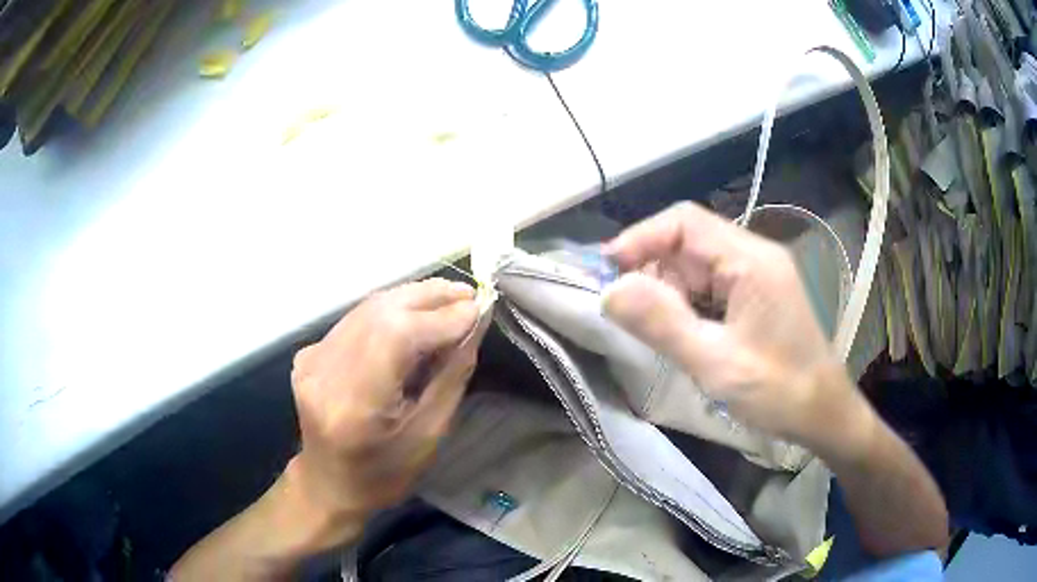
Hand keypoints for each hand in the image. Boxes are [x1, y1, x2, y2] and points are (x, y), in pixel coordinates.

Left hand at [288, 279, 483, 528]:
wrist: (329, 483)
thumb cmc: (385, 473)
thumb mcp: (429, 434)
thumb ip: (451, 376)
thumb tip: (473, 325)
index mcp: (355, 404)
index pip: (397, 336)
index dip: (440, 317)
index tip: (478, 308)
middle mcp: (325, 372)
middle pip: (379, 311)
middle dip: (429, 296)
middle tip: (468, 294)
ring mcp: (312, 359)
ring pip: (367, 307)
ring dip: (412, 297)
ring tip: (449, 297)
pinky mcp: (310, 353)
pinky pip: (355, 319)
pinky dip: (389, 310)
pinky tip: (414, 314)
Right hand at [602, 202, 867, 448]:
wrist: (824, 414)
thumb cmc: (779, 392)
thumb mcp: (716, 364)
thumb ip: (663, 324)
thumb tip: (610, 290)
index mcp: (751, 260)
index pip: (685, 222)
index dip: (641, 238)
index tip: (606, 270)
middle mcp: (755, 256)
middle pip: (690, 243)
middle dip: (652, 271)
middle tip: (625, 312)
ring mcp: (758, 276)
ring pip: (697, 267)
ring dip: (669, 292)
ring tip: (655, 331)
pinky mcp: (757, 296)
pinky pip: (711, 287)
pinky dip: (687, 305)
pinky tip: (682, 334)